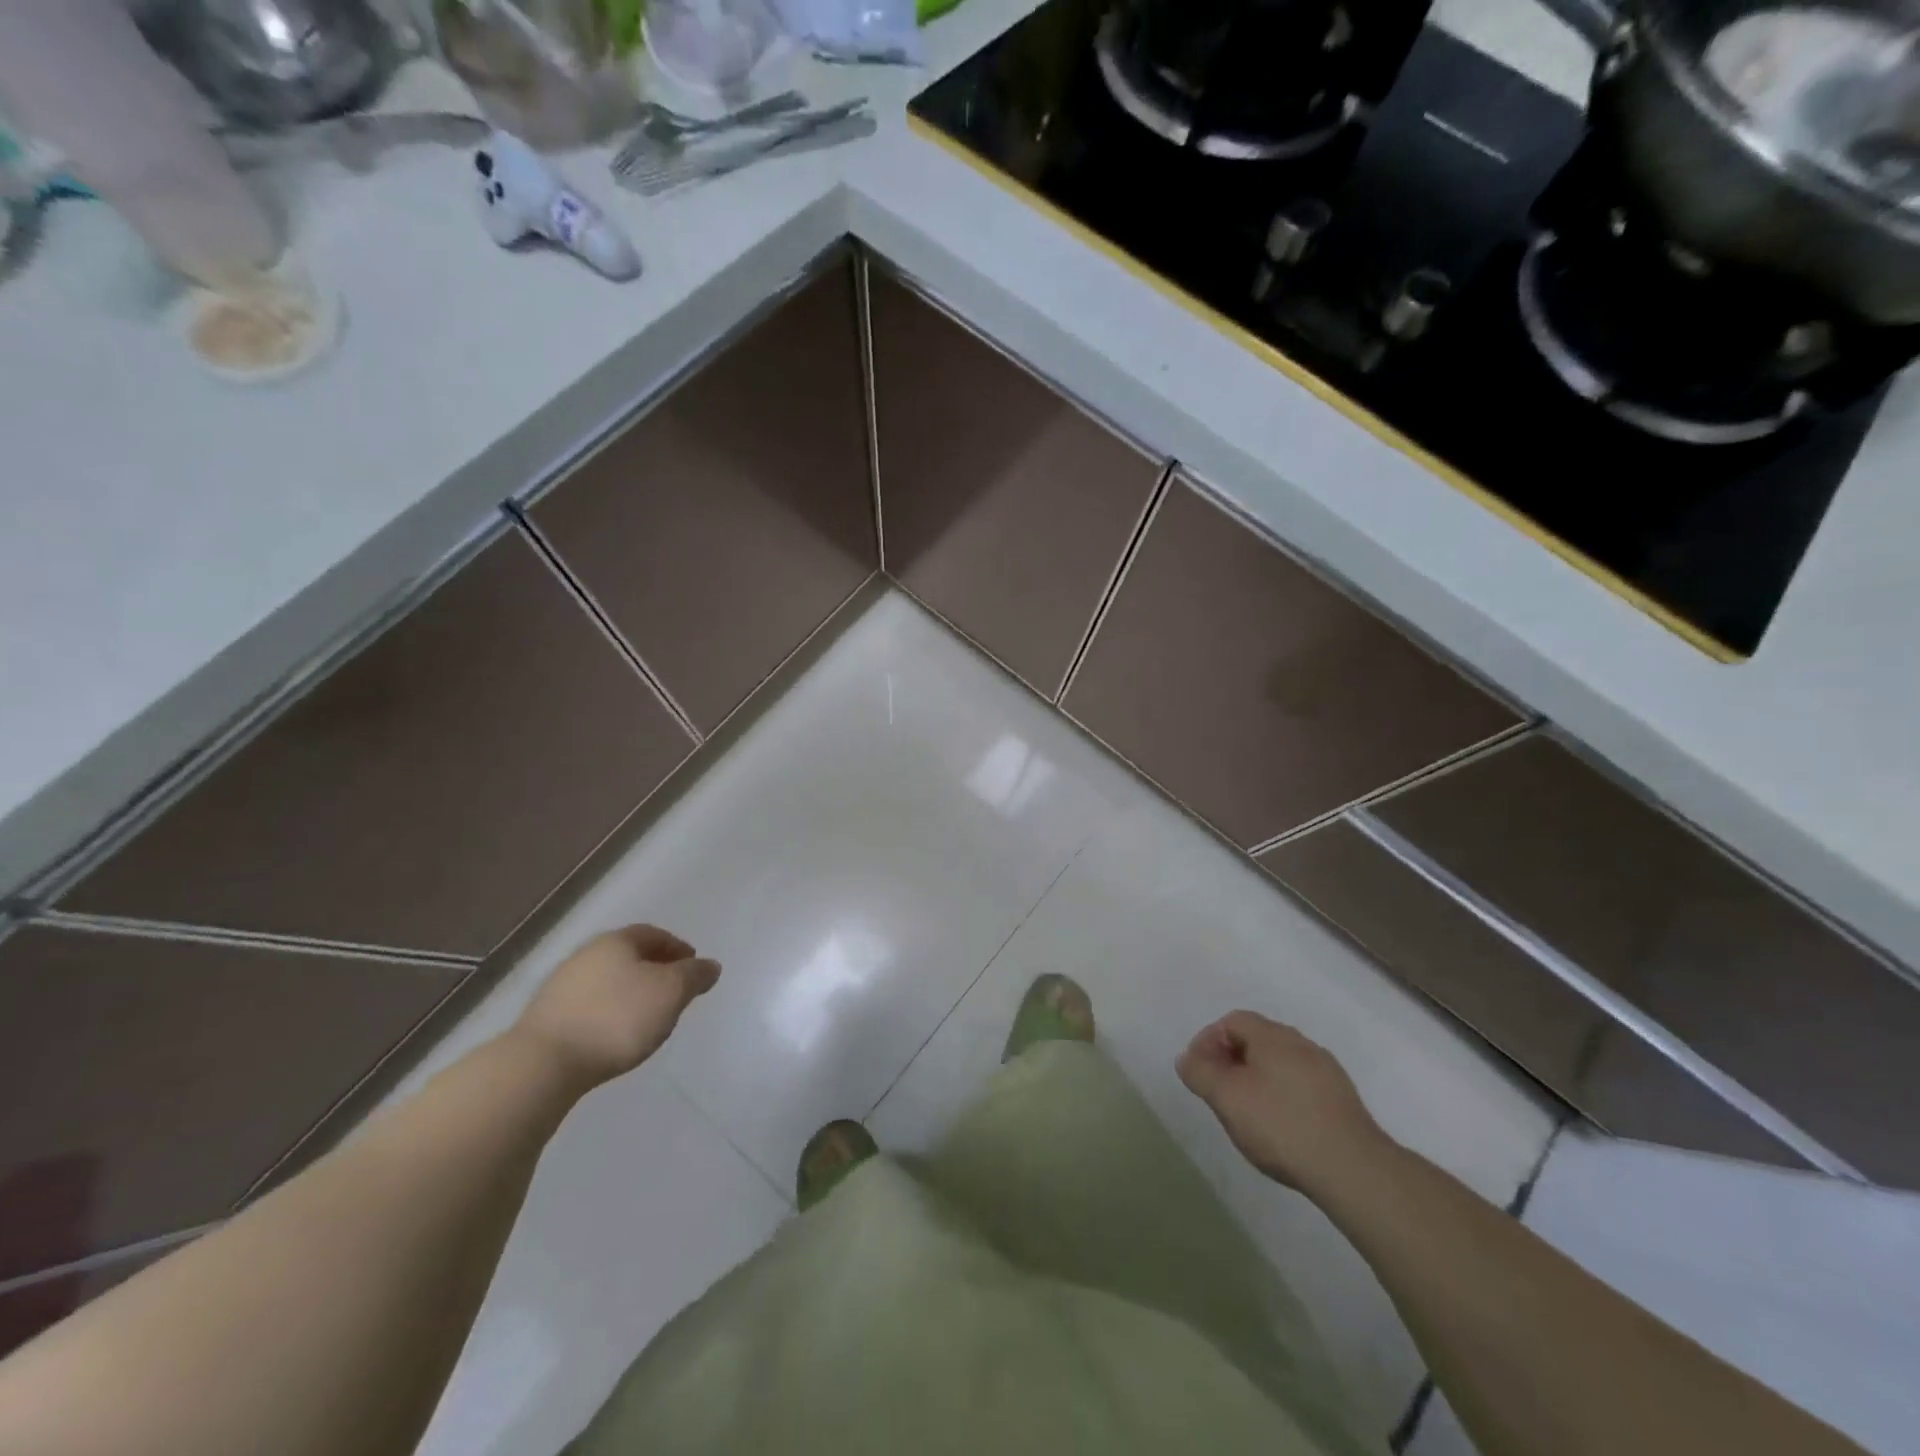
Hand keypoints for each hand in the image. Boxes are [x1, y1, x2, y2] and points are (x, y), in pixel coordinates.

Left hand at [513, 925, 719, 1091]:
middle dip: (654, 968)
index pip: (654, 934)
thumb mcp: (671, 993)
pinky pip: (590, 1004)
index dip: (677, 948)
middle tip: (674, 990)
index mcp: (617, 941)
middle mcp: (587, 954)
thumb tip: (710, 965)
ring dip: (630, 991)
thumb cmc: (617, 1018)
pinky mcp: (547, 1016)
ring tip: (647, 1016)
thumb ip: (694, 976)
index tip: (693, 967)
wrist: (544, 1063)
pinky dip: (609, 1010)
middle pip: (629, 955)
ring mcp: (562, 985)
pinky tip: (615, 1033)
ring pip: (608, 979)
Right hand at [1177, 1011, 1391, 1196]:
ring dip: (1257, 1079)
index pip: (1232, 1021)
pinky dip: (1282, 1097)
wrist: (1353, 1169)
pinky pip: (1301, 1086)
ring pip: (1280, 1064)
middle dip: (1232, 1060)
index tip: (1199, 1072)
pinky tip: (1280, 1127)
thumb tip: (1187, 1058)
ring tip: (1248, 1113)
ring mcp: (1327, 1072)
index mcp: (1273, 1036)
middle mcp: (1302, 1044)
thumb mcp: (1226, 1098)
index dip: (1209, 1041)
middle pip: (1257, 1040)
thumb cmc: (1281, 1125)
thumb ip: (1200, 1072)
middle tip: (1219, 1091)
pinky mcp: (1342, 1101)